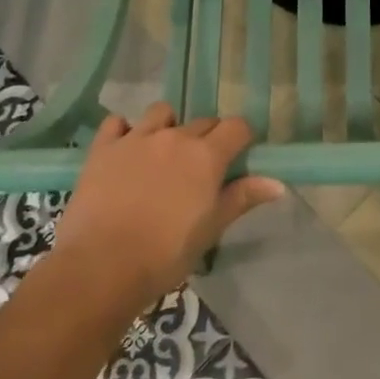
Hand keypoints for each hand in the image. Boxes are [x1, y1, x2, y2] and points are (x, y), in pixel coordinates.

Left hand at [52, 102, 282, 312]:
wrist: (102, 266)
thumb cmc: (165, 254)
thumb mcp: (211, 229)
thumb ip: (242, 198)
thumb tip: (277, 183)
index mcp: (206, 156)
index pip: (236, 127)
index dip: (241, 139)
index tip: (238, 157)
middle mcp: (175, 136)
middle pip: (203, 122)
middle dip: (207, 139)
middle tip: (200, 169)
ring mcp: (137, 138)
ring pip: (162, 113)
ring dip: (168, 126)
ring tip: (162, 154)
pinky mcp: (104, 147)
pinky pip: (117, 123)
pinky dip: (124, 131)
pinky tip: (125, 150)